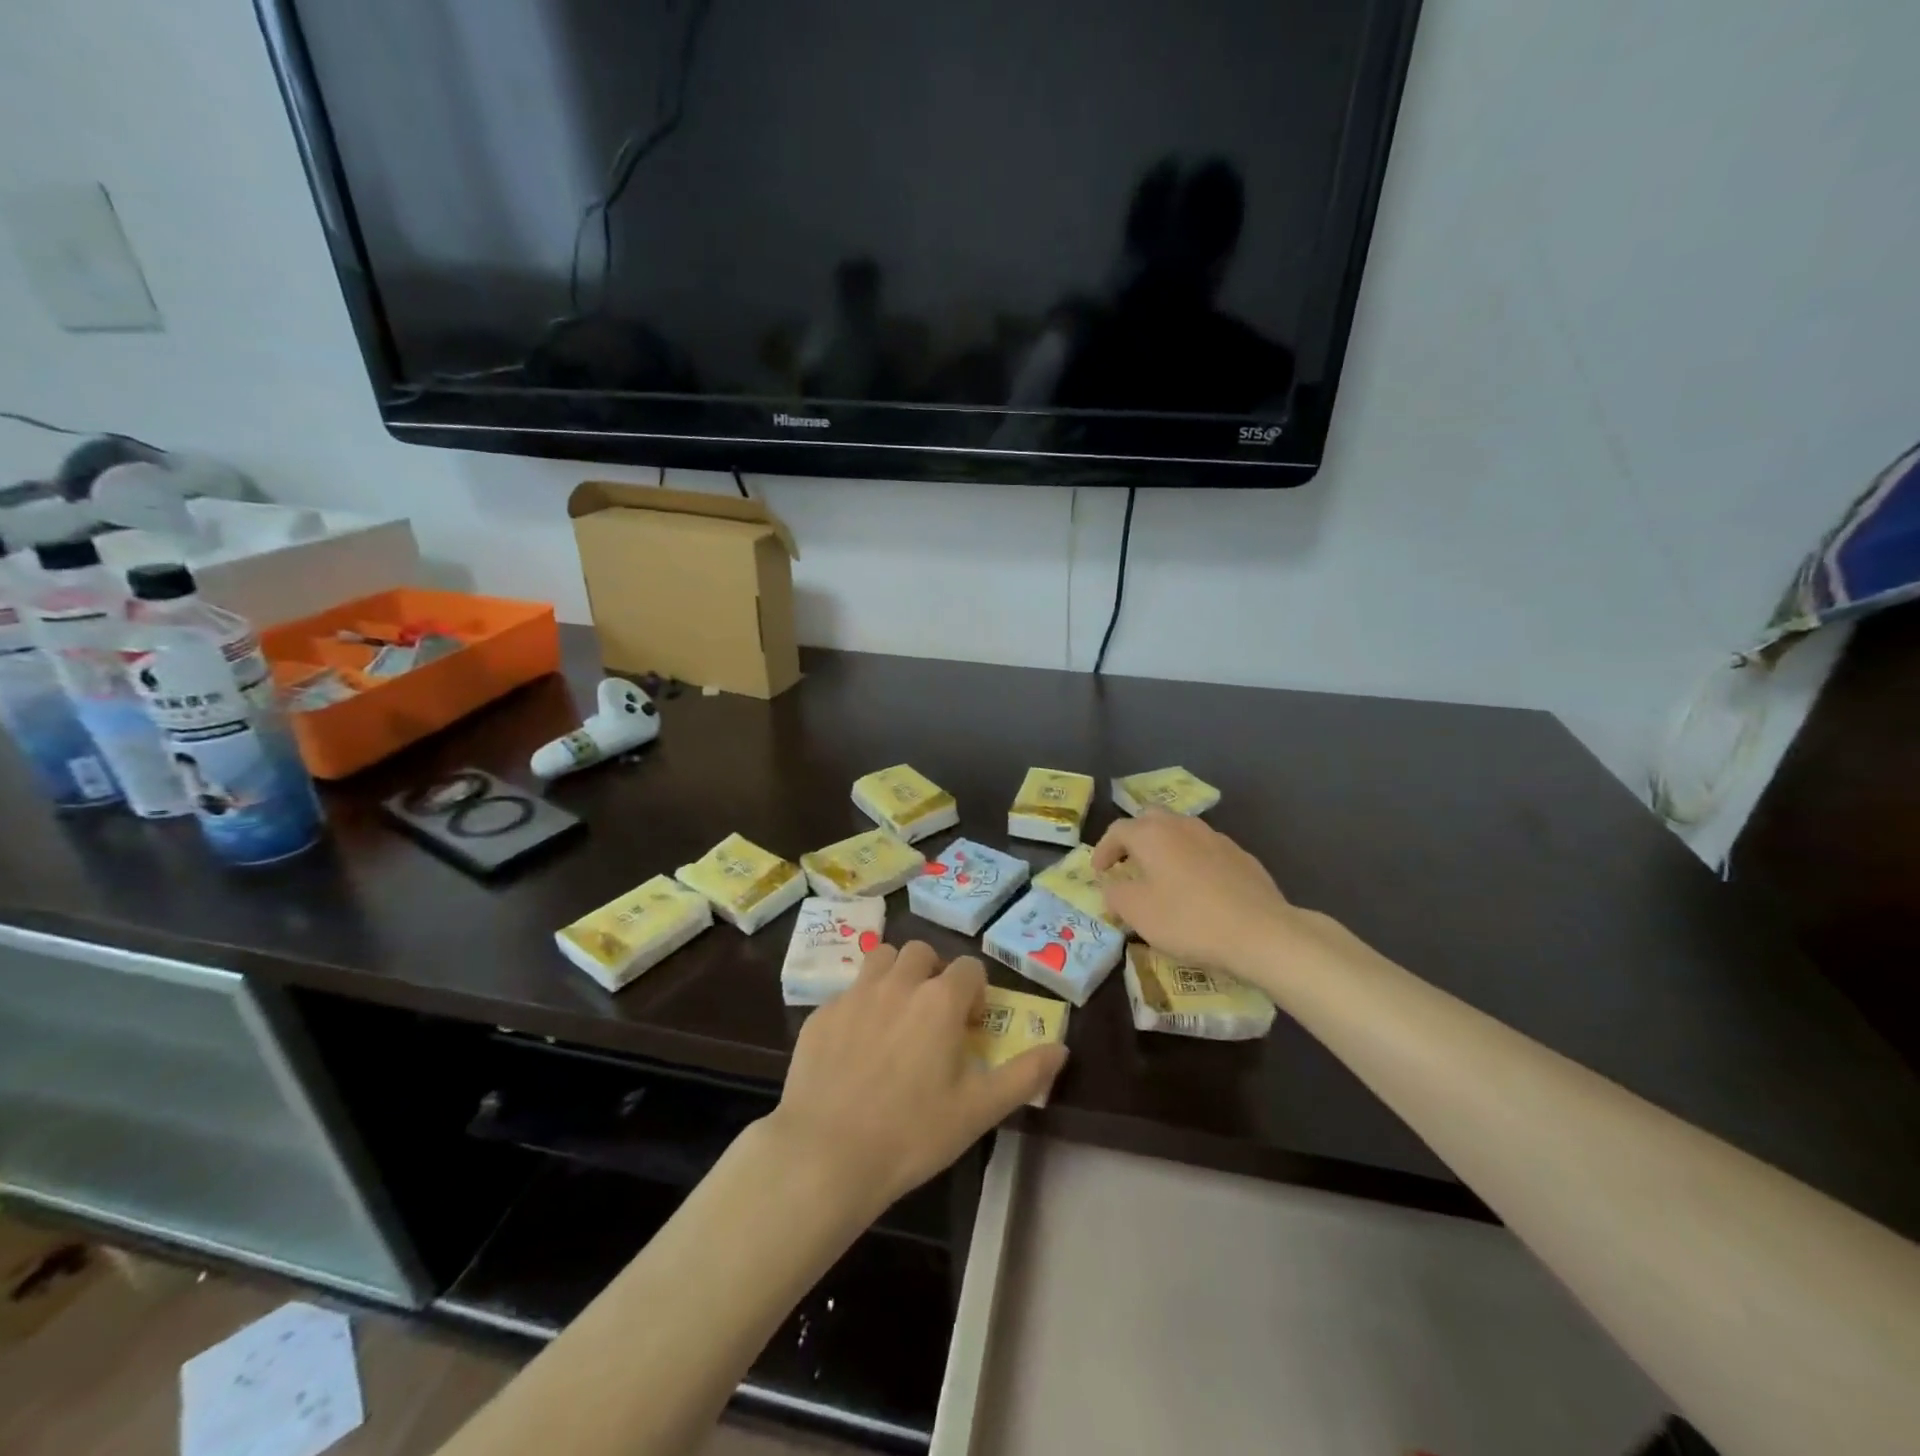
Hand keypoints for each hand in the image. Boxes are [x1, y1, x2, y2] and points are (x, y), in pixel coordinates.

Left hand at [767, 942, 1067, 1217]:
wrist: (827, 1154)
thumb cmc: (913, 1133)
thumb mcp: (979, 1110)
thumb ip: (1024, 1074)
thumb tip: (1061, 1048)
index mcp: (939, 1001)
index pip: (968, 968)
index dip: (974, 993)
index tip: (969, 1027)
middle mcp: (897, 983)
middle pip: (921, 952)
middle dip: (933, 974)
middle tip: (932, 1017)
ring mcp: (854, 995)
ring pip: (881, 958)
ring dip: (895, 975)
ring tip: (896, 1016)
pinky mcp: (821, 1014)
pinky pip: (847, 992)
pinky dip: (860, 1006)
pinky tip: (856, 1047)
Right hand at [1092, 812, 1308, 981]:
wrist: (1261, 932)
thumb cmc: (1188, 920)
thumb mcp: (1138, 913)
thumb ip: (1115, 894)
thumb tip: (1112, 886)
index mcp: (1152, 834)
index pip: (1117, 830)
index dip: (1103, 850)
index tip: (1099, 872)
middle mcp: (1182, 826)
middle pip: (1150, 820)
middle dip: (1134, 839)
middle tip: (1127, 865)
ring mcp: (1216, 837)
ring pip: (1180, 831)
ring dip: (1164, 848)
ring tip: (1161, 875)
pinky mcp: (1241, 855)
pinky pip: (1205, 849)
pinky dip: (1191, 860)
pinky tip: (1197, 888)